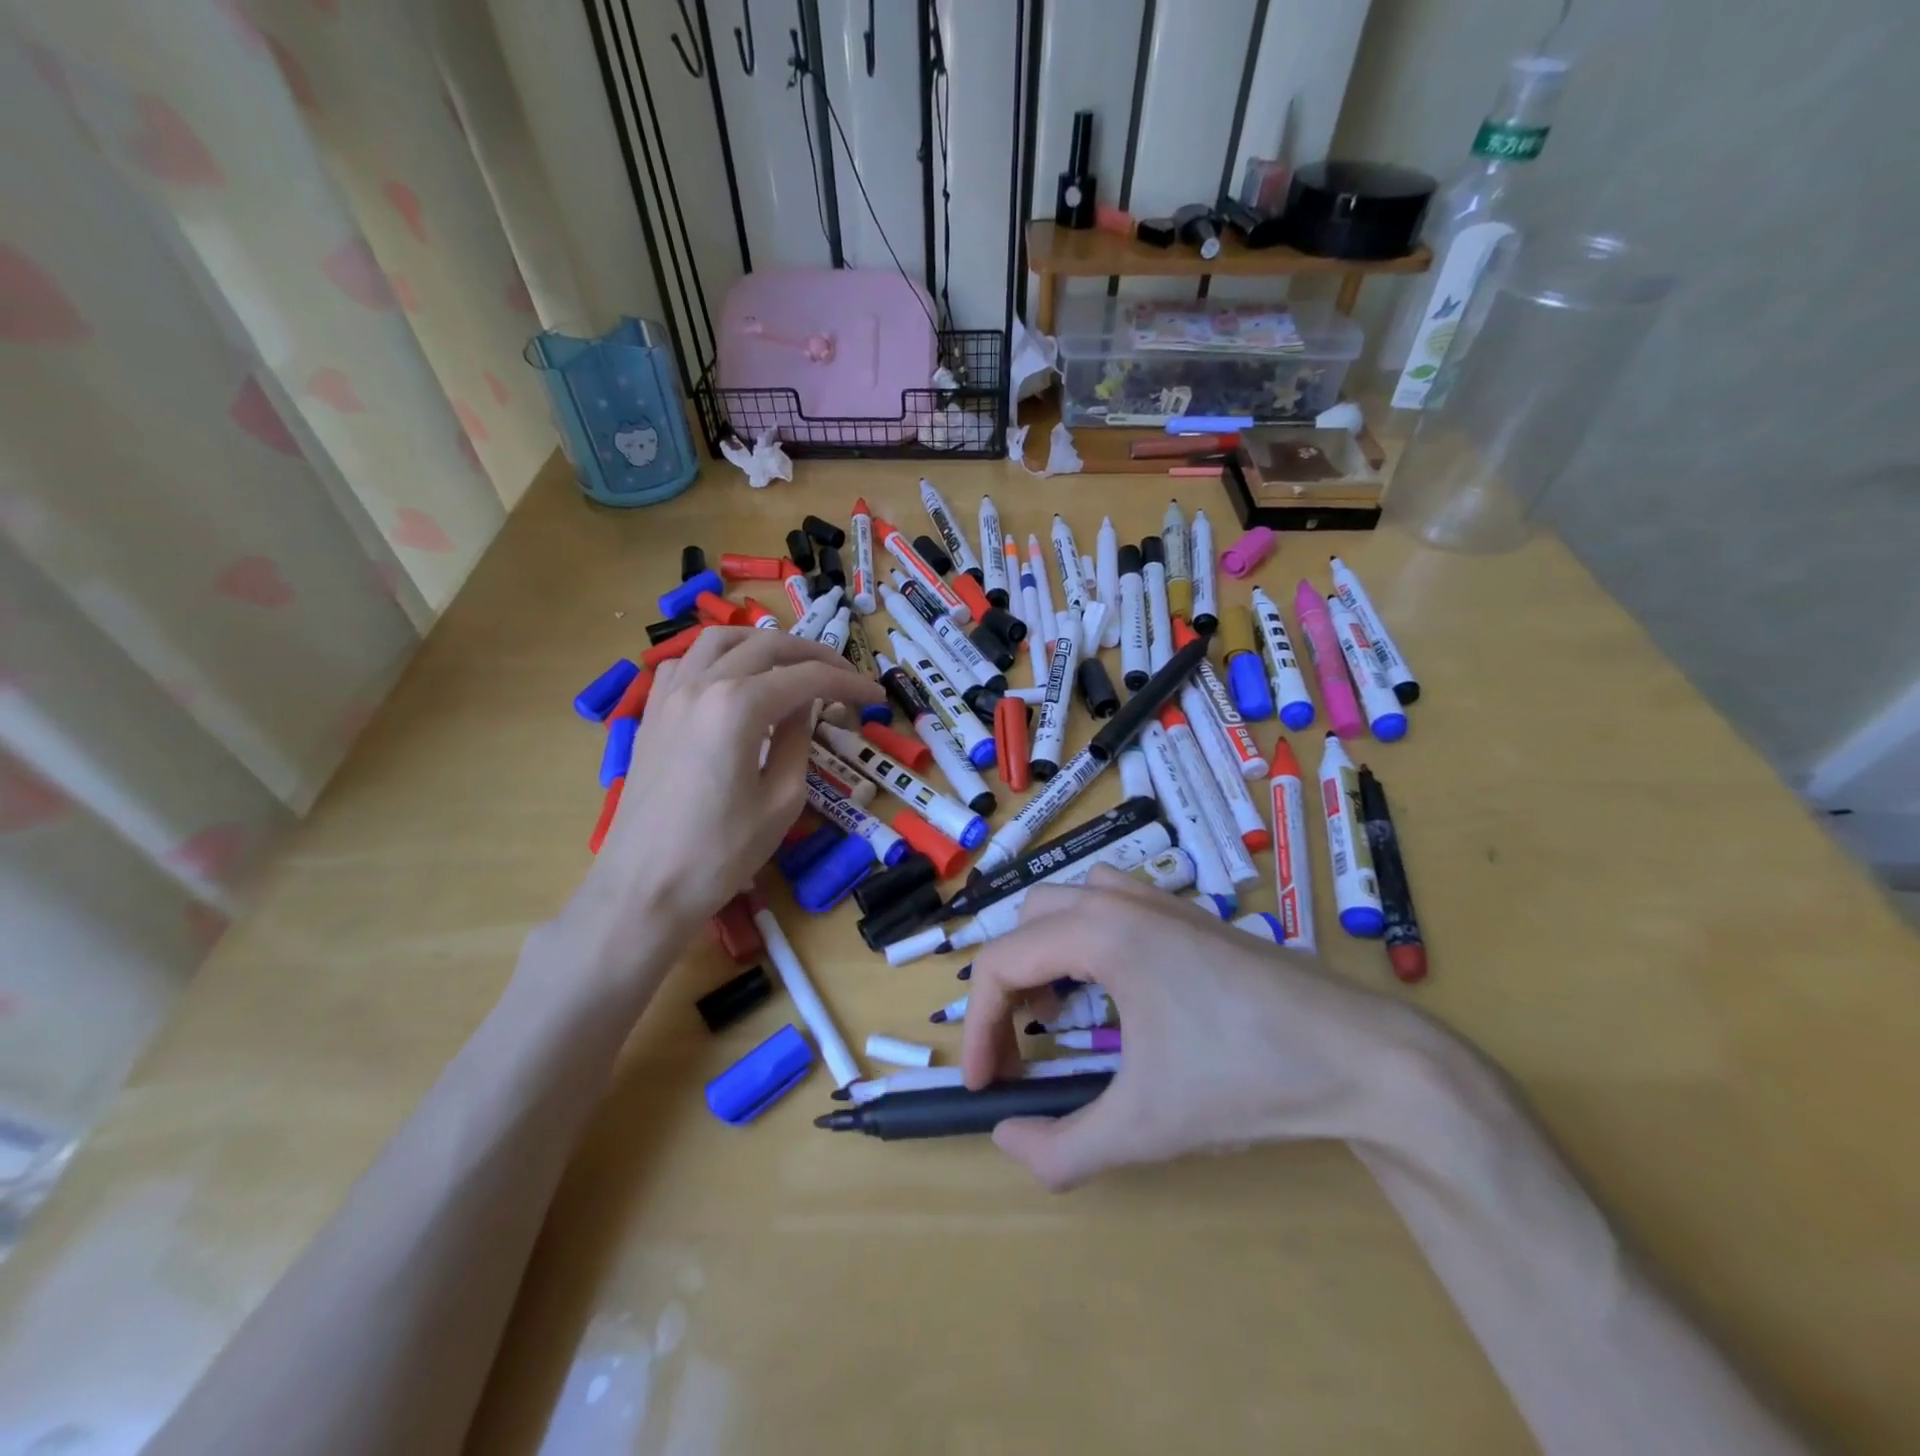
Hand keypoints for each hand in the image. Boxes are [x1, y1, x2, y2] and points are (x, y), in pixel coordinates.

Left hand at [570, 627, 883, 966]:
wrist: (644, 888)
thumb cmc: (721, 853)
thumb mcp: (782, 800)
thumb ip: (798, 740)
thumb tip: (805, 705)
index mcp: (739, 706)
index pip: (807, 677)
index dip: (848, 683)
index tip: (875, 696)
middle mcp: (702, 685)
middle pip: (767, 645)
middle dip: (813, 654)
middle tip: (843, 677)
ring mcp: (669, 695)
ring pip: (720, 640)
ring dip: (763, 644)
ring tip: (790, 665)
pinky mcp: (651, 714)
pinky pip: (685, 664)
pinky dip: (717, 659)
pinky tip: (731, 683)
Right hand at [960, 867, 1440, 1189]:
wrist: (1363, 1057)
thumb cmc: (1246, 1080)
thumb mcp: (1146, 1128)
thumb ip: (1062, 1148)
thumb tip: (1005, 1141)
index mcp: (1101, 934)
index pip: (1001, 963)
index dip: (977, 1026)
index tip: (983, 1085)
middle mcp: (1123, 901)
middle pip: (1027, 922)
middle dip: (1009, 983)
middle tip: (1020, 1044)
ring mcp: (1161, 900)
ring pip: (1070, 901)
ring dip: (1046, 950)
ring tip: (1060, 1008)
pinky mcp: (1191, 914)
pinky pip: (1112, 903)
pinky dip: (1087, 937)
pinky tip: (1117, 990)